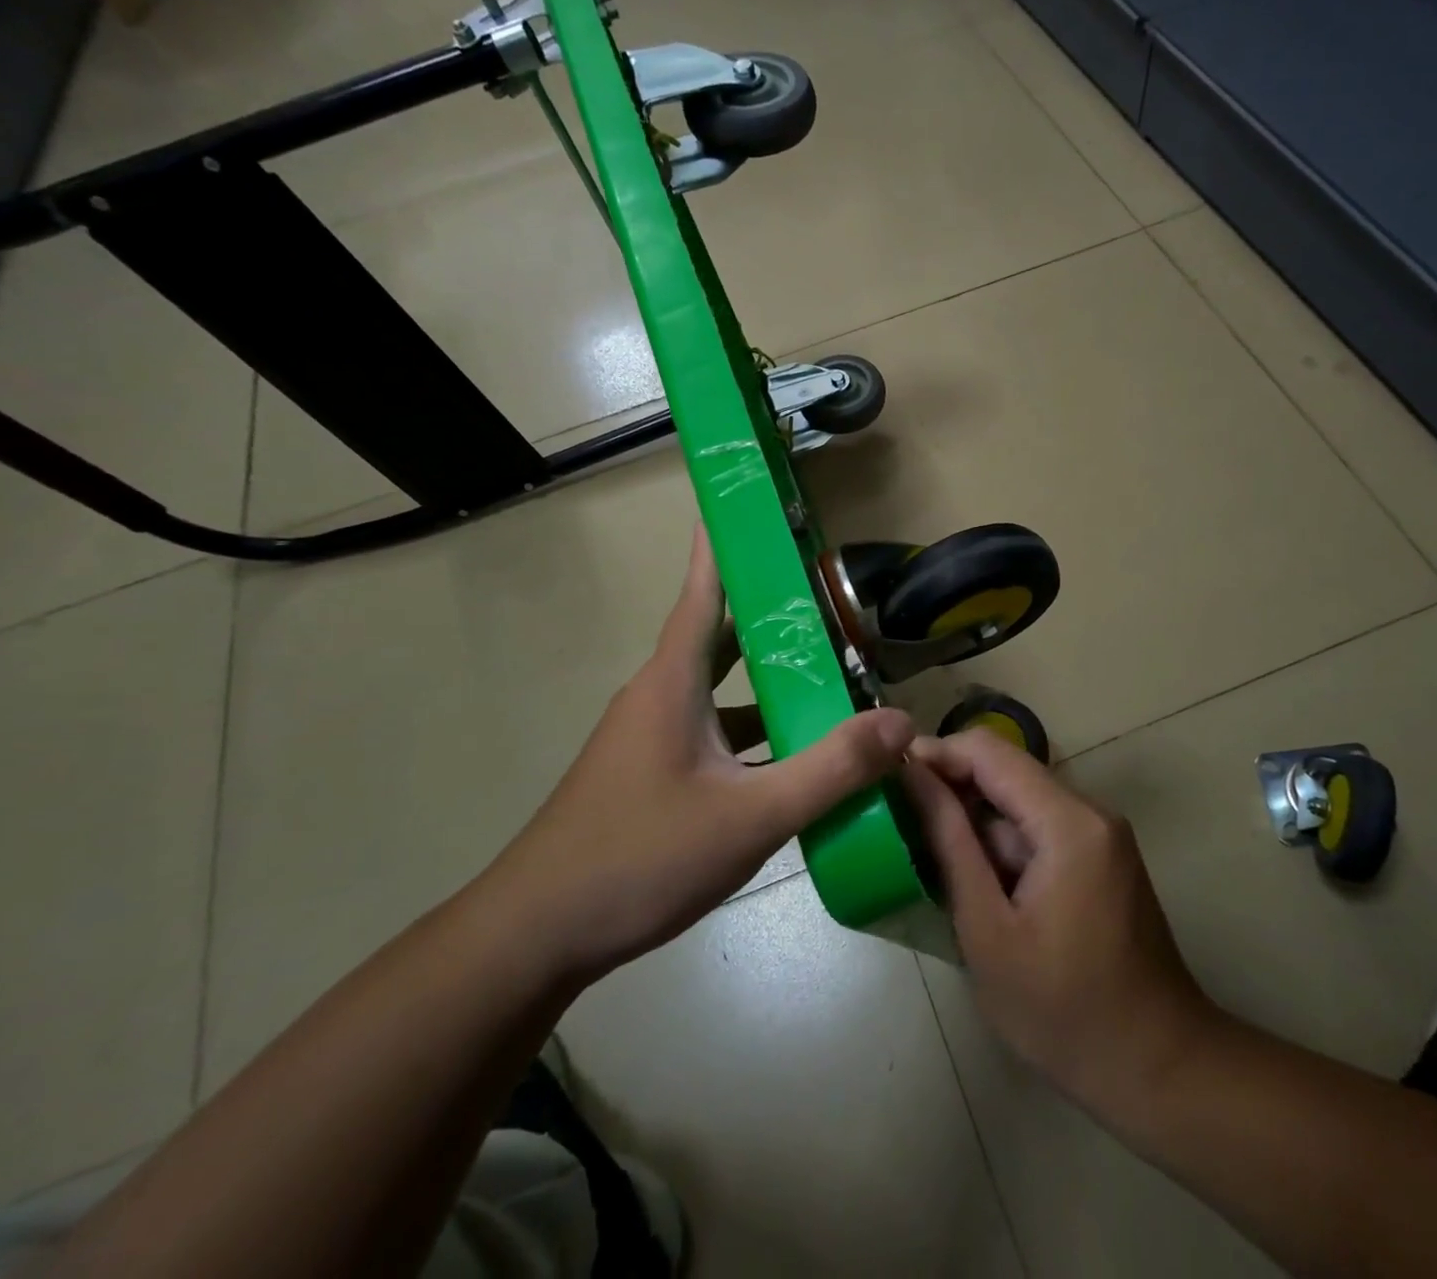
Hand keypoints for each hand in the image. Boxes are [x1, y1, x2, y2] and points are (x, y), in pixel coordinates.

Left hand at [481, 528, 914, 983]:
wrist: (536, 935)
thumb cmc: (638, 857)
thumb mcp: (749, 817)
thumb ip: (830, 770)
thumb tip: (900, 722)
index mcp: (673, 681)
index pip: (704, 591)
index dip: (725, 544)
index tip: (746, 502)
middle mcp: (660, 695)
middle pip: (722, 637)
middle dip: (772, 614)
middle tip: (829, 597)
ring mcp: (651, 737)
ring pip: (722, 691)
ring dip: (770, 682)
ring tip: (831, 677)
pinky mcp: (652, 773)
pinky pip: (714, 732)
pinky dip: (754, 731)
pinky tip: (794, 757)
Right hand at [904, 731, 1215, 1110]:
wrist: (1157, 1068)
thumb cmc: (1063, 1011)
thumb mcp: (988, 930)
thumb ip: (950, 843)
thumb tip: (912, 778)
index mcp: (1068, 822)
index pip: (989, 752)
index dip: (935, 755)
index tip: (888, 778)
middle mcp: (1090, 811)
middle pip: (1006, 772)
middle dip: (950, 789)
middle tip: (897, 822)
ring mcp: (1099, 834)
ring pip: (1019, 802)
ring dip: (973, 821)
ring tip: (923, 854)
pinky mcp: (1099, 857)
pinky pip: (1038, 828)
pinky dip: (1000, 844)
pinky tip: (971, 879)